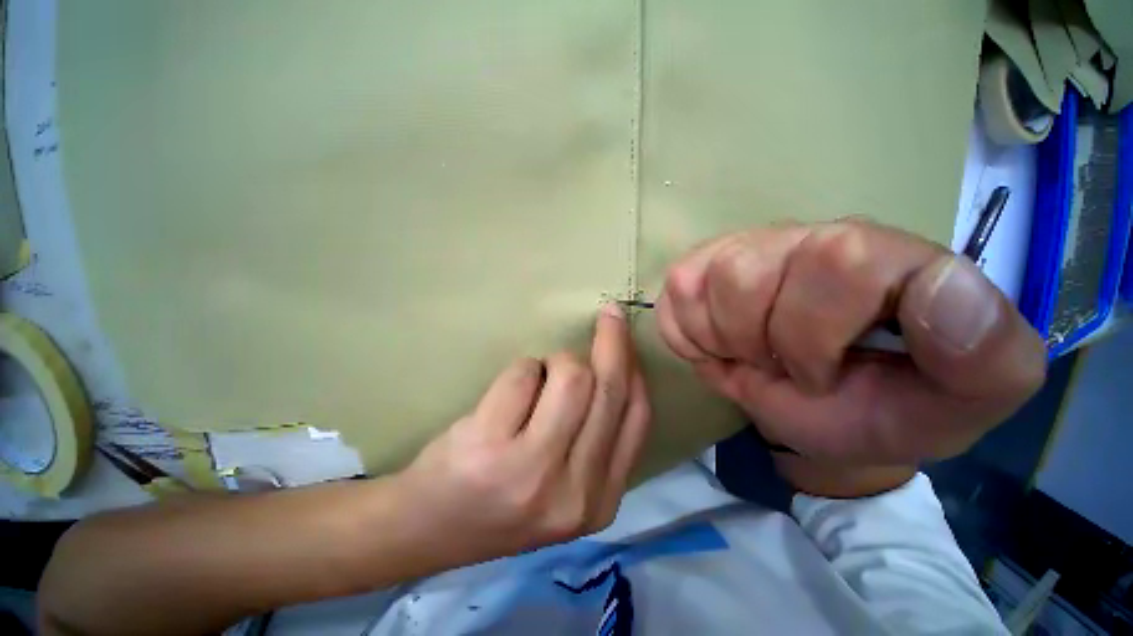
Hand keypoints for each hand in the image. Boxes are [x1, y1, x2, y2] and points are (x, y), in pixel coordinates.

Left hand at [397, 303, 649, 568]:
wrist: (430, 527)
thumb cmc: (503, 496)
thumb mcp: (567, 485)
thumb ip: (597, 438)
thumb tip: (619, 367)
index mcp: (600, 501)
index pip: (637, 418)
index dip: (635, 370)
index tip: (628, 341)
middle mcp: (574, 492)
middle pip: (607, 389)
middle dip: (612, 341)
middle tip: (609, 314)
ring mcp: (530, 471)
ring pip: (570, 375)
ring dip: (556, 361)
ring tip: (539, 376)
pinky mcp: (489, 446)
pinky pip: (525, 373)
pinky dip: (523, 369)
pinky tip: (507, 393)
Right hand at [657, 219, 1045, 466]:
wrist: (819, 406)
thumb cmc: (882, 408)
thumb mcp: (958, 404)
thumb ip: (988, 354)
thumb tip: (945, 287)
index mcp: (884, 258)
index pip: (837, 260)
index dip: (810, 337)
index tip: (819, 378)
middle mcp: (806, 237)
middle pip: (745, 273)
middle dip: (754, 343)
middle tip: (780, 369)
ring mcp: (741, 250)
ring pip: (700, 284)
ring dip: (721, 340)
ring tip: (750, 355)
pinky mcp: (696, 270)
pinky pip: (673, 298)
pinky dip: (689, 336)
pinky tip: (720, 344)